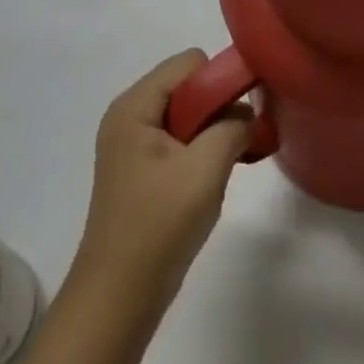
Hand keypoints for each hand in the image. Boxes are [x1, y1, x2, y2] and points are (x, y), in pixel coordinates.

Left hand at [70, 51, 249, 320]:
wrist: (117, 299)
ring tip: (227, 166)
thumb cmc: (158, 226)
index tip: (244, 115)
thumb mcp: (205, 169)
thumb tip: (246, 112)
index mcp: (134, 106)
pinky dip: (202, 151)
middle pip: (188, 87)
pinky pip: (179, 140)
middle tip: (239, 144)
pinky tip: (212, 179)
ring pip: (187, 115)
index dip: (221, 81)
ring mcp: (132, 144)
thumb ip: (232, 126)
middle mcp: (129, 116)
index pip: (189, 63)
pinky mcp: (141, 170)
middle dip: (219, 109)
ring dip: (213, 133)